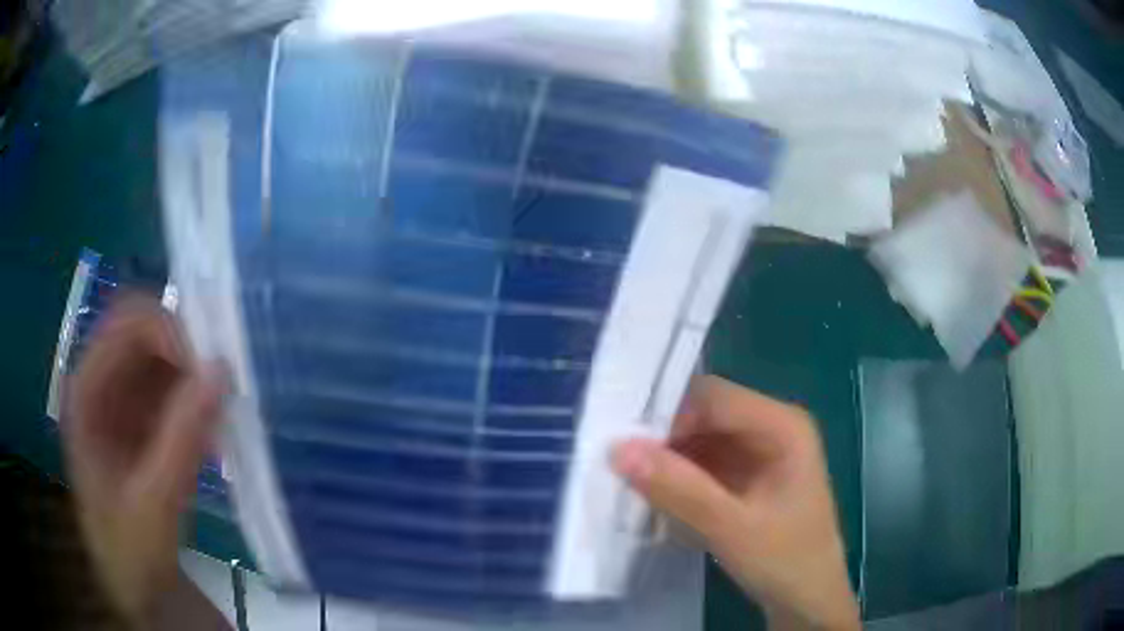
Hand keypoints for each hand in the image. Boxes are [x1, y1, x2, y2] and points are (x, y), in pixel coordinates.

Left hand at [63, 295, 225, 625]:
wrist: (135, 591)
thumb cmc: (131, 552)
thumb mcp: (155, 503)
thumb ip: (182, 437)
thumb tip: (221, 370)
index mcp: (86, 394)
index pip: (125, 326)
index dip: (168, 332)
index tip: (211, 368)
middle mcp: (99, 385)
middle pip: (144, 335)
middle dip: (185, 354)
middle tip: (223, 389)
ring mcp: (119, 403)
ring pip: (161, 361)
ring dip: (193, 381)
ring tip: (221, 419)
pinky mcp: (139, 423)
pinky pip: (170, 392)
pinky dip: (194, 405)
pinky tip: (212, 441)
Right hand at [612, 376, 859, 629]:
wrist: (808, 600)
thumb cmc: (785, 560)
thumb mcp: (732, 529)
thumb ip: (679, 490)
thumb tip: (618, 448)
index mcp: (782, 425)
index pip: (713, 397)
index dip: (668, 415)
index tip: (626, 448)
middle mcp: (771, 428)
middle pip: (705, 415)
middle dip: (664, 439)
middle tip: (621, 467)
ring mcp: (758, 453)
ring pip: (699, 439)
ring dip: (666, 460)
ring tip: (630, 483)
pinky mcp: (745, 477)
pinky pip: (702, 463)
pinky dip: (677, 478)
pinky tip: (655, 497)